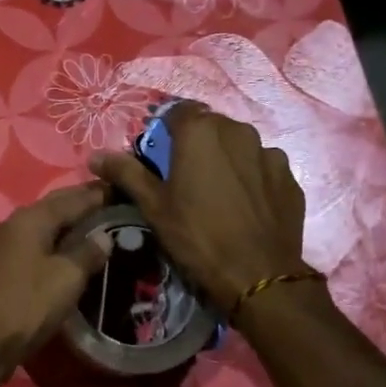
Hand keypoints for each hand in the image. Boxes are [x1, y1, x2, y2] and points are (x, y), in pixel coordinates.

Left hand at [0, 182, 111, 386]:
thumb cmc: (26, 304)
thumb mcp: (66, 277)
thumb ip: (87, 252)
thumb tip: (104, 236)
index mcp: (31, 218)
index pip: (73, 198)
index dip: (99, 194)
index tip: (124, 190)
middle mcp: (14, 225)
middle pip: (55, 208)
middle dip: (83, 205)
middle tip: (115, 207)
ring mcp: (4, 248)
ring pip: (44, 228)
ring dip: (69, 227)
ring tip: (99, 230)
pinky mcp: (2, 270)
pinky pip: (36, 248)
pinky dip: (56, 246)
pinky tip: (70, 256)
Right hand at [90, 103, 307, 312]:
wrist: (258, 275)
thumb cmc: (197, 236)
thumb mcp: (153, 206)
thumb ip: (126, 173)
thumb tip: (95, 156)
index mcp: (200, 132)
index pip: (177, 111)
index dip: (165, 130)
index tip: (159, 157)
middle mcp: (238, 131)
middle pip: (210, 127)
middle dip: (196, 144)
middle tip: (184, 178)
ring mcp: (269, 153)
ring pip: (239, 147)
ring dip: (226, 160)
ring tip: (217, 194)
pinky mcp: (289, 178)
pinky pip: (263, 168)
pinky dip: (251, 179)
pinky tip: (244, 207)